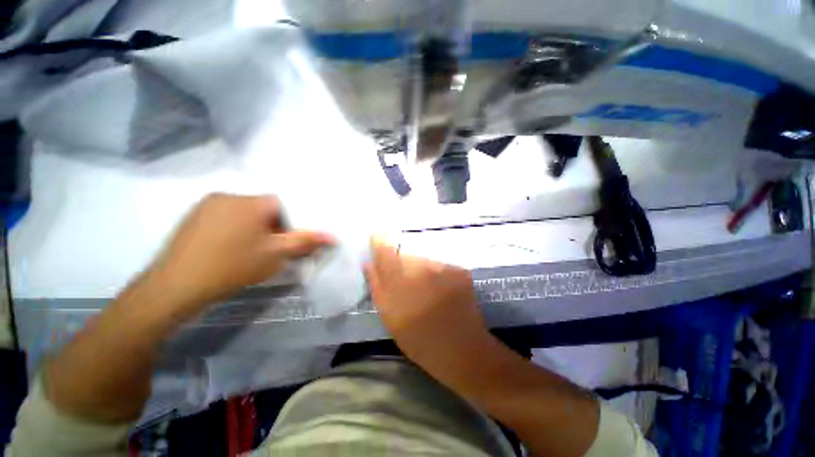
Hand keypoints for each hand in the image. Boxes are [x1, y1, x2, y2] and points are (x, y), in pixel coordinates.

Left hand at [149, 193, 333, 316]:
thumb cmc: (232, 267)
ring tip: (251, 249)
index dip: (291, 221)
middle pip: (264, 207)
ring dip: (255, 227)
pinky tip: (230, 247)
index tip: (288, 240)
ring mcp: (207, 204)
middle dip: (274, 225)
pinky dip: (236, 228)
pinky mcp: (194, 216)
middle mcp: (228, 195)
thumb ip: (306, 242)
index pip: (282, 203)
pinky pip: (227, 215)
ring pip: (246, 212)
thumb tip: (333, 237)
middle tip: (272, 247)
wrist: (175, 287)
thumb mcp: (275, 255)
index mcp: (250, 202)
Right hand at [365, 236, 488, 363]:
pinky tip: (441, 290)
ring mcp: (443, 268)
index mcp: (400, 281)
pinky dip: (437, 274)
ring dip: (420, 269)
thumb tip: (369, 263)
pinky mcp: (458, 270)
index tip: (377, 236)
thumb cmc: (419, 339)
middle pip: (406, 255)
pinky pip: (440, 265)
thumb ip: (377, 287)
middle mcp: (422, 268)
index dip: (380, 242)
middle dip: (402, 263)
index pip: (386, 251)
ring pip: (424, 259)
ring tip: (425, 290)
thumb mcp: (390, 318)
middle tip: (406, 283)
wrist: (462, 350)